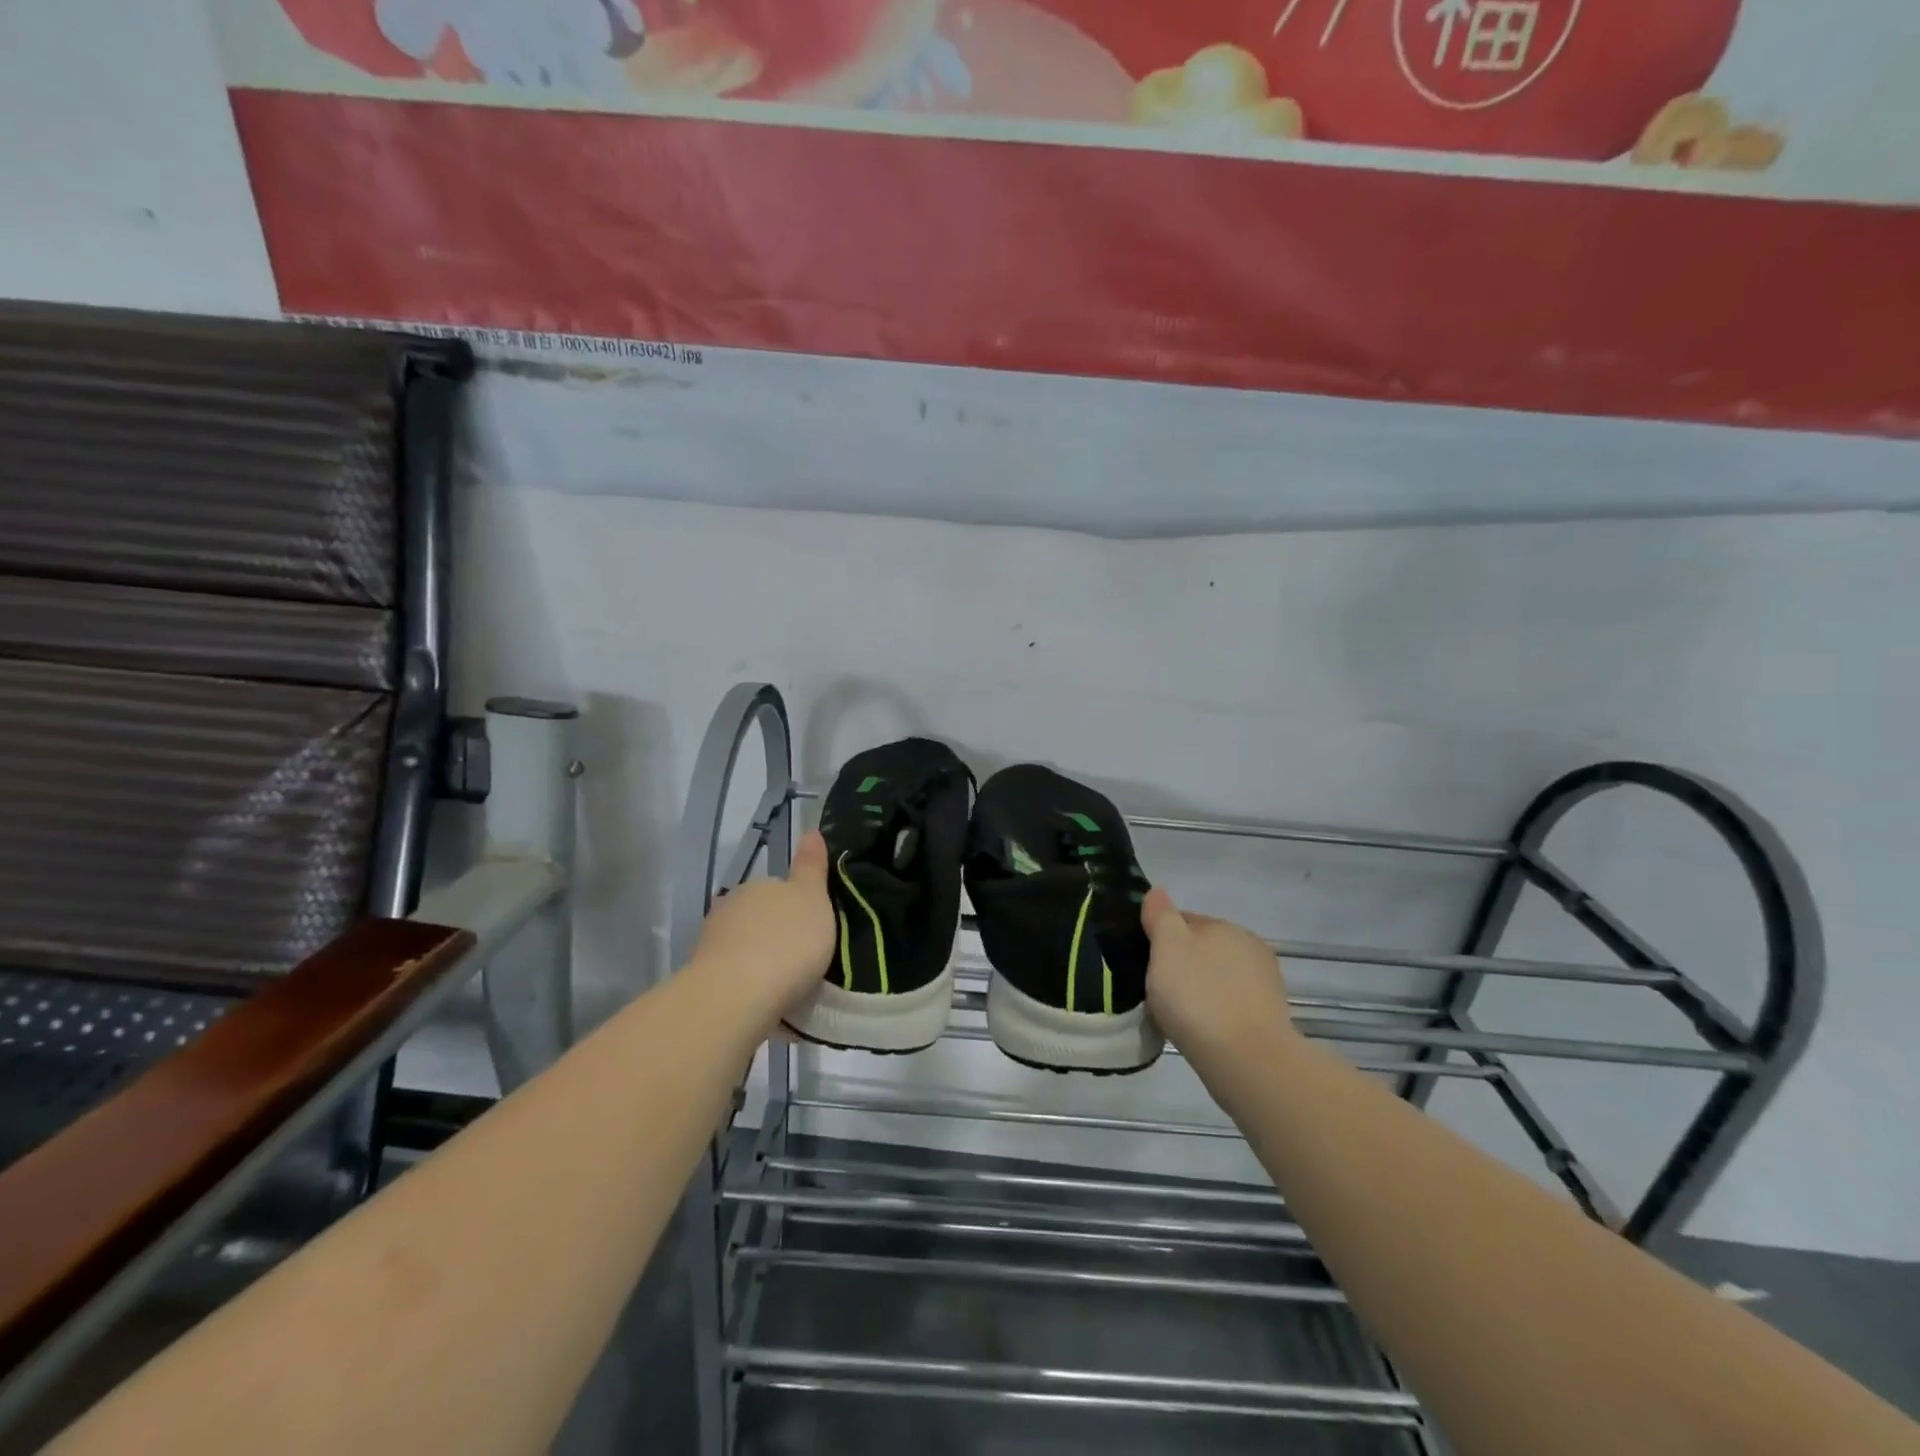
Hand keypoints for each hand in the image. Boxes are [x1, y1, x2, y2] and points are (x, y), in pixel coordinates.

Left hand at [690, 830, 835, 1028]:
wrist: (737, 996)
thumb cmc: (786, 942)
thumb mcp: (812, 898)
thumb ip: (811, 867)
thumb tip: (811, 830)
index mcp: (758, 885)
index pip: (779, 888)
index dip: (797, 907)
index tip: (813, 930)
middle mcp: (730, 907)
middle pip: (760, 917)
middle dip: (777, 933)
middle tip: (804, 959)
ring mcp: (712, 943)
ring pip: (744, 946)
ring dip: (761, 960)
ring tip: (787, 987)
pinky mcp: (704, 978)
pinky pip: (735, 976)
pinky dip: (749, 985)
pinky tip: (766, 1003)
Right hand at [1142, 886, 1296, 1070]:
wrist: (1247, 1060)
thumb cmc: (1198, 997)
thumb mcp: (1167, 947)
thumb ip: (1161, 916)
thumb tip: (1156, 892)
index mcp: (1223, 925)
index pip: (1183, 920)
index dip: (1159, 938)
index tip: (1144, 962)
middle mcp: (1249, 945)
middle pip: (1203, 948)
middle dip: (1182, 963)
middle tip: (1158, 989)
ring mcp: (1264, 982)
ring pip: (1218, 976)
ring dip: (1201, 987)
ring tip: (1179, 1014)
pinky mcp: (1270, 1015)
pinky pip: (1231, 1003)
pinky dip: (1217, 1010)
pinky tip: (1203, 1029)